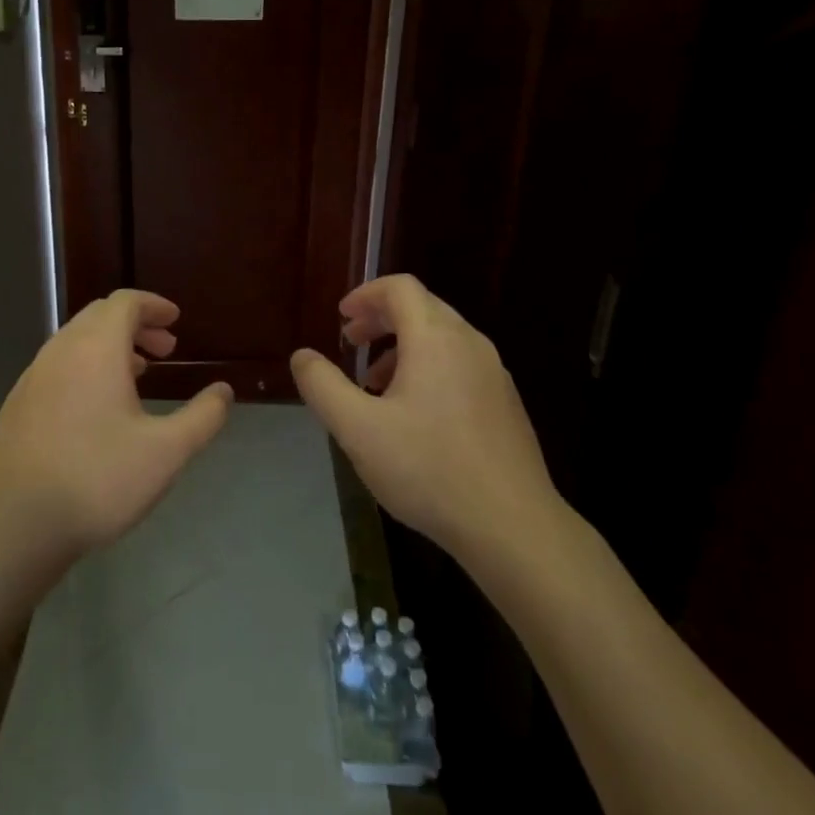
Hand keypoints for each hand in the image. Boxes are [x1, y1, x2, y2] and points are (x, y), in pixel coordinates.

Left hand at [0, 290, 233, 573]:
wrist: (17, 523)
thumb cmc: (99, 479)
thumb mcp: (166, 452)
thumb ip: (202, 417)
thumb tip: (223, 391)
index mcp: (95, 350)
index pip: (125, 303)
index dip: (153, 305)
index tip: (175, 320)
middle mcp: (60, 351)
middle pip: (99, 316)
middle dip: (135, 324)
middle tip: (165, 350)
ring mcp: (32, 376)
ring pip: (75, 341)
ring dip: (110, 346)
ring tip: (138, 375)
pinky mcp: (17, 403)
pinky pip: (57, 366)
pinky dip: (85, 367)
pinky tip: (97, 407)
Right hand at [290, 274, 567, 567]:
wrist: (512, 525)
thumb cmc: (428, 469)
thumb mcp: (357, 429)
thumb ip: (323, 386)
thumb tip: (302, 356)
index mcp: (436, 339)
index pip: (400, 288)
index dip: (365, 295)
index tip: (341, 318)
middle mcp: (470, 344)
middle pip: (423, 308)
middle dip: (381, 319)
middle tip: (350, 343)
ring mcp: (494, 374)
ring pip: (443, 339)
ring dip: (403, 347)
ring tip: (375, 385)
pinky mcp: (505, 404)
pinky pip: (460, 365)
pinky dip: (428, 368)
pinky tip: (413, 416)